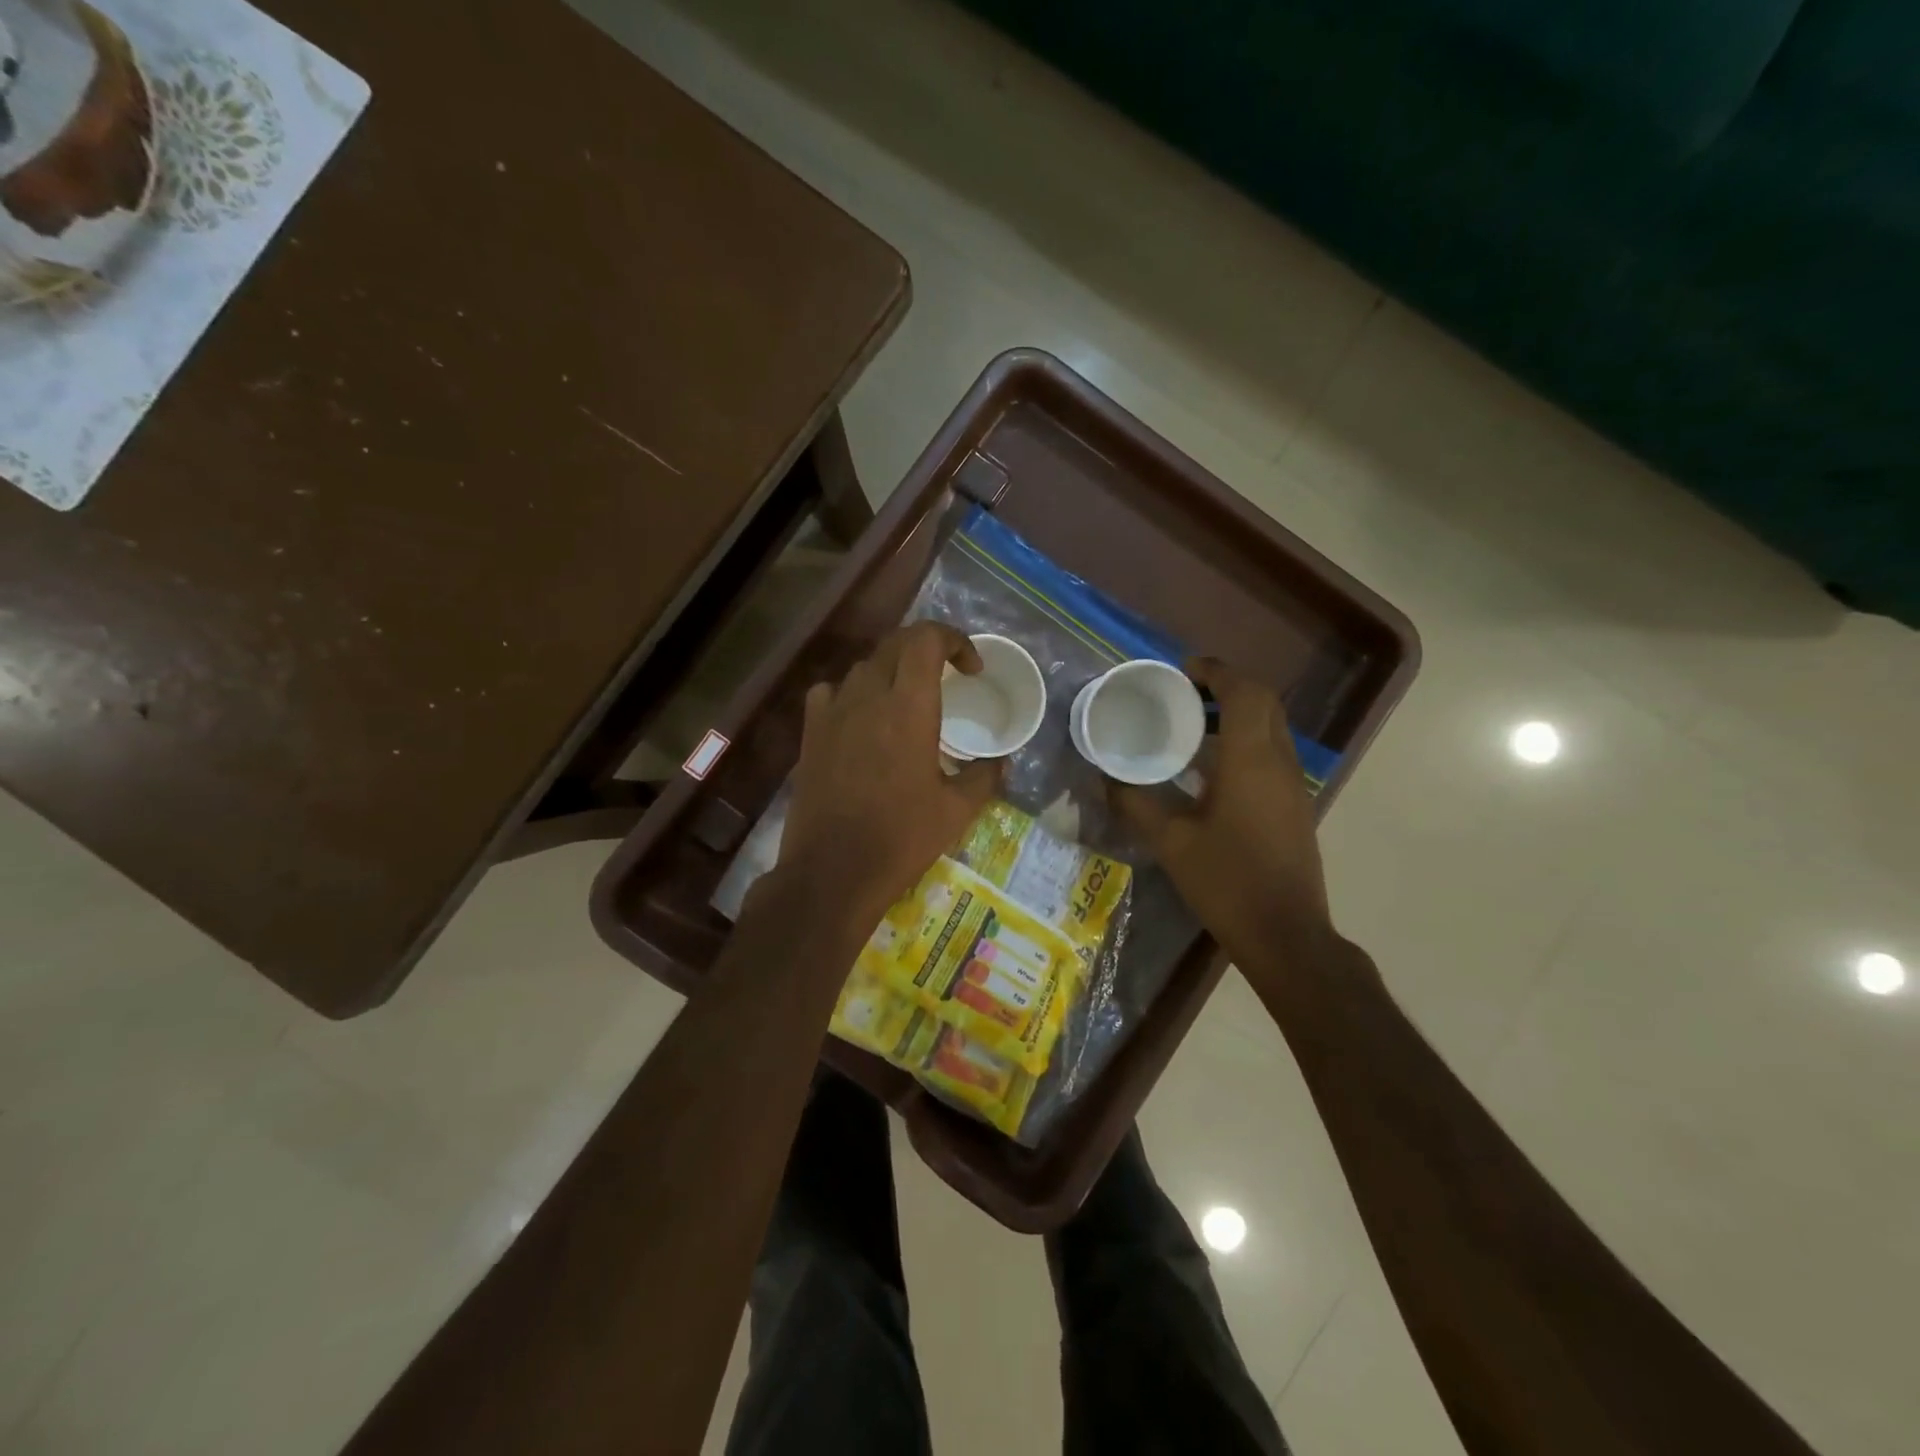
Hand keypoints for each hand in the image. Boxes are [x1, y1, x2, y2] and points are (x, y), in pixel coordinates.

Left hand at [781, 622, 1002, 925]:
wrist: (832, 871)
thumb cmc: (901, 839)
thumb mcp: (957, 812)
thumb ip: (985, 778)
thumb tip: (1001, 762)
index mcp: (908, 708)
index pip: (926, 640)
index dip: (954, 640)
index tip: (972, 669)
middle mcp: (868, 697)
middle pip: (895, 644)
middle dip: (927, 648)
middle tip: (948, 674)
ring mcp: (833, 713)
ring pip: (864, 666)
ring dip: (892, 669)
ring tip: (908, 698)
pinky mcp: (811, 734)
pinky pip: (830, 692)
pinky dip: (852, 692)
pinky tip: (862, 717)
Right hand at [1112, 658, 1332, 969]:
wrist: (1286, 935)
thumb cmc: (1227, 882)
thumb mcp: (1171, 842)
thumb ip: (1135, 803)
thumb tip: (1105, 776)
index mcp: (1250, 761)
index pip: (1244, 692)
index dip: (1216, 672)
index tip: (1182, 670)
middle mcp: (1278, 762)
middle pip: (1263, 702)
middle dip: (1225, 687)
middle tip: (1183, 693)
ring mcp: (1292, 784)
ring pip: (1270, 727)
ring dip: (1236, 713)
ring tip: (1190, 724)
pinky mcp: (1294, 804)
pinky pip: (1271, 752)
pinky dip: (1243, 740)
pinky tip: (1208, 768)